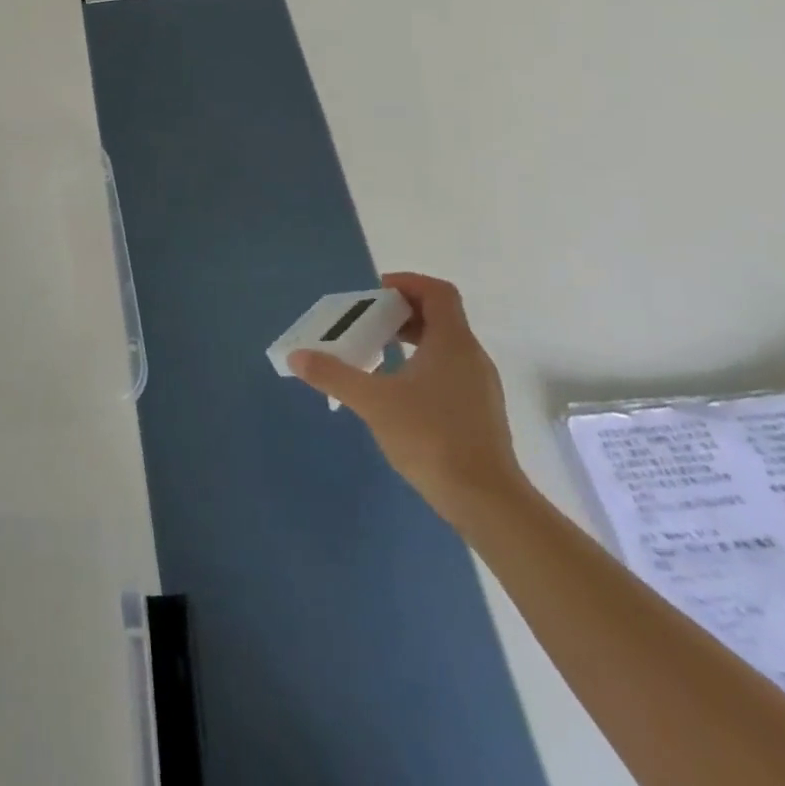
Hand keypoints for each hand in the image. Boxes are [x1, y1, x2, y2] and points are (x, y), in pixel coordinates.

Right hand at [289, 272, 526, 527]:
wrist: (487, 502)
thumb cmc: (431, 437)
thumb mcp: (373, 402)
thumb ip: (334, 375)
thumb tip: (297, 356)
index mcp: (452, 343)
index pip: (438, 292)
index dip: (408, 283)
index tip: (377, 292)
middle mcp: (471, 357)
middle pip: (440, 317)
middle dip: (402, 313)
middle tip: (368, 322)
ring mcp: (480, 387)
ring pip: (445, 346)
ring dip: (411, 340)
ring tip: (376, 354)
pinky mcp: (480, 413)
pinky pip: (449, 371)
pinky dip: (421, 366)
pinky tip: (397, 391)